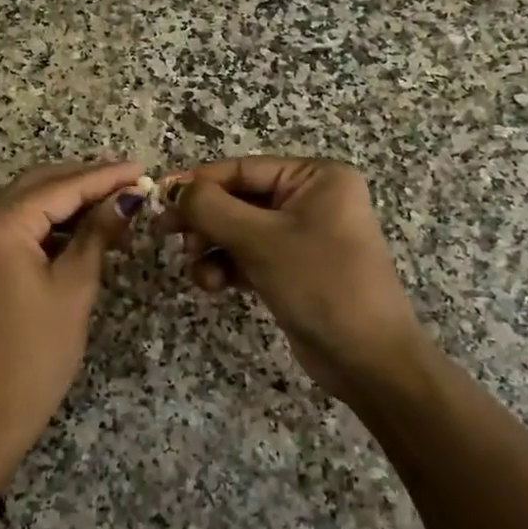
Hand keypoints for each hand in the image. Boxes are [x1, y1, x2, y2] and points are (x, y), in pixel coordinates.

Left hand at [0, 161, 143, 492]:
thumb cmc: (34, 356)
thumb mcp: (73, 290)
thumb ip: (97, 235)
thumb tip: (128, 198)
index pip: (60, 188)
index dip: (105, 177)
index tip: (144, 170)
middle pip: (38, 186)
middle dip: (85, 182)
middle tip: (131, 184)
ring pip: (26, 205)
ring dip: (67, 204)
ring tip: (115, 209)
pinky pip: (15, 229)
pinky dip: (48, 226)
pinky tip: (82, 232)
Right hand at [158, 157, 430, 406]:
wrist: (368, 359)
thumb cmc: (321, 284)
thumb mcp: (261, 240)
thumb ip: (211, 208)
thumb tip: (173, 189)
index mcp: (316, 178)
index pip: (243, 169)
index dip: (198, 183)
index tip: (159, 200)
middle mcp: (311, 199)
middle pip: (238, 199)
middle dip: (204, 222)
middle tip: (167, 238)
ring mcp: (302, 235)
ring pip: (238, 230)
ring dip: (212, 248)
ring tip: (199, 272)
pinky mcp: (292, 268)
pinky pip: (248, 256)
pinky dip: (227, 267)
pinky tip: (214, 285)